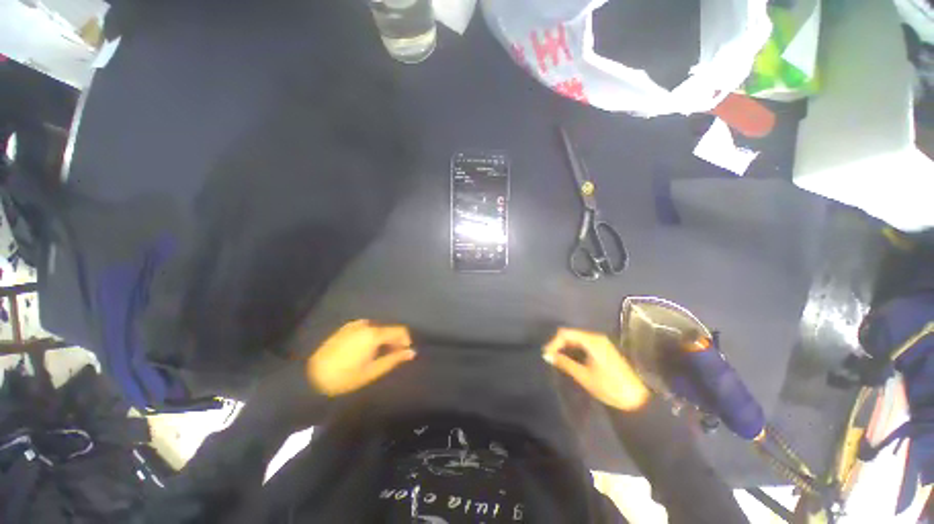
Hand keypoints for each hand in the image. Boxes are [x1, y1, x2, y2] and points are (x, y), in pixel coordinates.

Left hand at [307, 320, 415, 396]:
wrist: (311, 377)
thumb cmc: (345, 377)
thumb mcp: (373, 371)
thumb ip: (394, 359)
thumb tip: (412, 352)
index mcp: (374, 333)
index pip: (400, 330)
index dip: (406, 340)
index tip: (404, 353)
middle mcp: (366, 324)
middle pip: (388, 328)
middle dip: (394, 341)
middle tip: (392, 357)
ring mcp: (354, 325)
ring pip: (377, 329)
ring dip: (382, 339)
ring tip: (378, 355)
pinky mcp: (345, 328)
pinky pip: (366, 329)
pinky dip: (371, 337)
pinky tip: (365, 351)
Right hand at [542, 328, 649, 411]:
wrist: (638, 399)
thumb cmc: (610, 387)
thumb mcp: (584, 376)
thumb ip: (565, 363)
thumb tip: (547, 355)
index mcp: (591, 340)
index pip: (565, 333)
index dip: (553, 342)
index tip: (546, 355)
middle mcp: (596, 337)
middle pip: (570, 334)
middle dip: (558, 344)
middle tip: (549, 357)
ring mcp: (601, 343)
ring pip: (576, 339)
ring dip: (565, 347)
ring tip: (556, 359)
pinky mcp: (603, 349)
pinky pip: (583, 344)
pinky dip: (573, 350)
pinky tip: (569, 359)